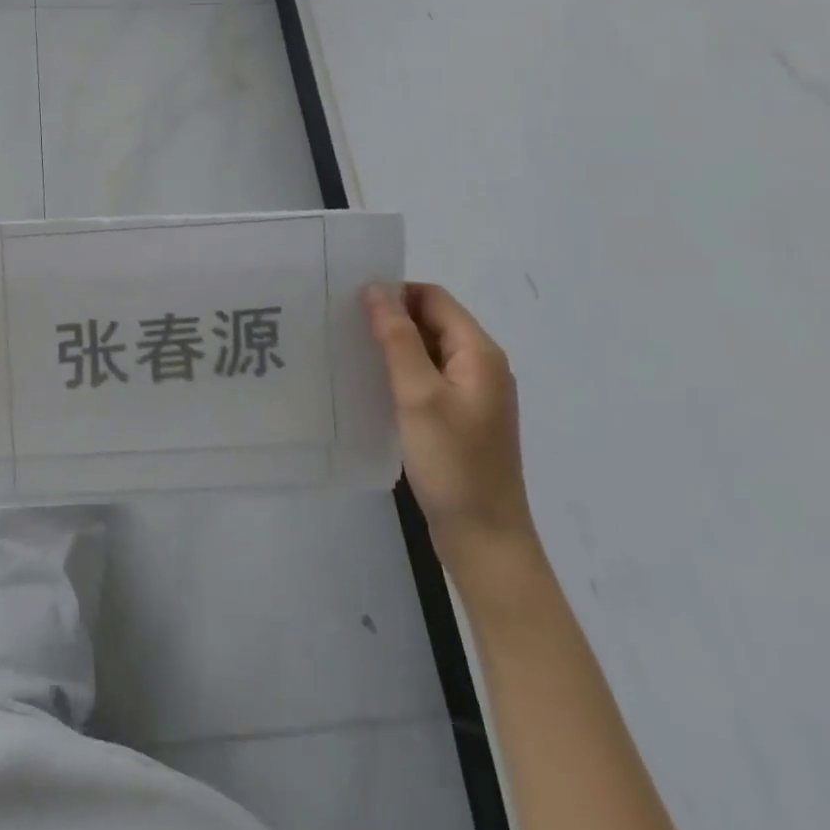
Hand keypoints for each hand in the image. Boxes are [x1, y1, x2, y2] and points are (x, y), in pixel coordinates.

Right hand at [365, 283, 532, 563]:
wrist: (485, 540)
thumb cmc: (453, 463)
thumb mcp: (418, 395)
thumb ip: (397, 338)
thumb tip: (376, 288)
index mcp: (479, 353)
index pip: (433, 298)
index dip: (395, 293)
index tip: (351, 302)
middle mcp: (481, 366)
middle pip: (432, 321)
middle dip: (390, 318)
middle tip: (344, 325)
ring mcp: (472, 394)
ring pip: (427, 350)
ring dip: (393, 346)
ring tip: (350, 350)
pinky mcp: (460, 417)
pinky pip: (427, 377)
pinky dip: (401, 373)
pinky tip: (371, 384)